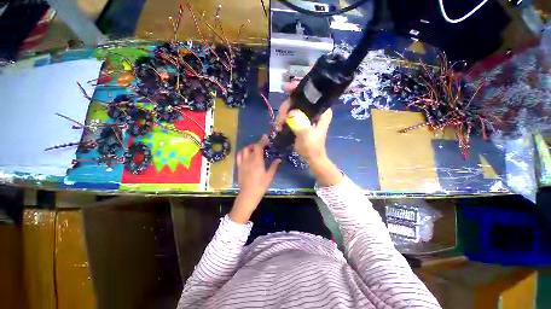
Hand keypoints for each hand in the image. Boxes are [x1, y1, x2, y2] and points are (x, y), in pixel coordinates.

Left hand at [230, 135, 280, 223]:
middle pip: (251, 147)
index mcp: (257, 162)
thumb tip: (279, 159)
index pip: (258, 147)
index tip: (265, 137)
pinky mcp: (239, 167)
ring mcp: (242, 163)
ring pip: (244, 150)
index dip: (262, 141)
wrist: (248, 194)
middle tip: (262, 145)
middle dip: (256, 144)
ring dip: (249, 147)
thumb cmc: (261, 185)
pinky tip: (246, 154)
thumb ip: (273, 166)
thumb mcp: (269, 176)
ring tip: (254, 149)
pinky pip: (239, 156)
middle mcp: (249, 160)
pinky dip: (242, 152)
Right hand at [277, 81, 331, 165]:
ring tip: (279, 125)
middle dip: (286, 107)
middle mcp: (315, 109)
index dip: (298, 87)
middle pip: (298, 98)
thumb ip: (300, 124)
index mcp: (322, 110)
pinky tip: (280, 125)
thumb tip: (290, 112)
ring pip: (292, 106)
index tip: (285, 88)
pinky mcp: (301, 120)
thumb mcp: (306, 135)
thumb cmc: (312, 147)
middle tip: (280, 119)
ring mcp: (307, 114)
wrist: (311, 157)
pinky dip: (284, 118)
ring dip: (283, 114)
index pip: (311, 92)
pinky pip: (290, 113)